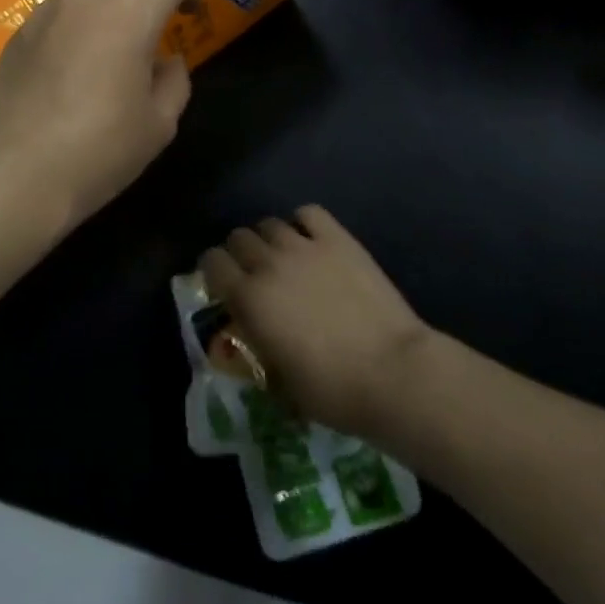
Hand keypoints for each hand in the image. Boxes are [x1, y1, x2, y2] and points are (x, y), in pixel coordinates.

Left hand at [0, 0, 196, 232]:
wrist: (18, 172)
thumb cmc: (100, 151)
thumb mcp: (159, 125)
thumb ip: (174, 82)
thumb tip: (168, 60)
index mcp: (132, 16)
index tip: (191, 17)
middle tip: (155, 11)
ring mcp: (49, 10)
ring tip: (115, 24)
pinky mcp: (22, 29)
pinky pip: (59, 1)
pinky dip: (78, 9)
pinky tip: (77, 49)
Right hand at [199, 206, 434, 440]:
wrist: (392, 372)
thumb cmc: (332, 391)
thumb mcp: (279, 382)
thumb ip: (257, 349)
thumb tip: (250, 336)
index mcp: (248, 298)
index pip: (212, 262)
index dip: (214, 271)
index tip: (224, 286)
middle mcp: (268, 263)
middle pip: (239, 237)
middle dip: (241, 254)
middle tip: (256, 275)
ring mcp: (304, 246)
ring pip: (269, 223)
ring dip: (270, 240)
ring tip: (286, 258)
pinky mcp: (338, 239)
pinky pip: (309, 213)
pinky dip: (304, 223)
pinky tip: (312, 241)